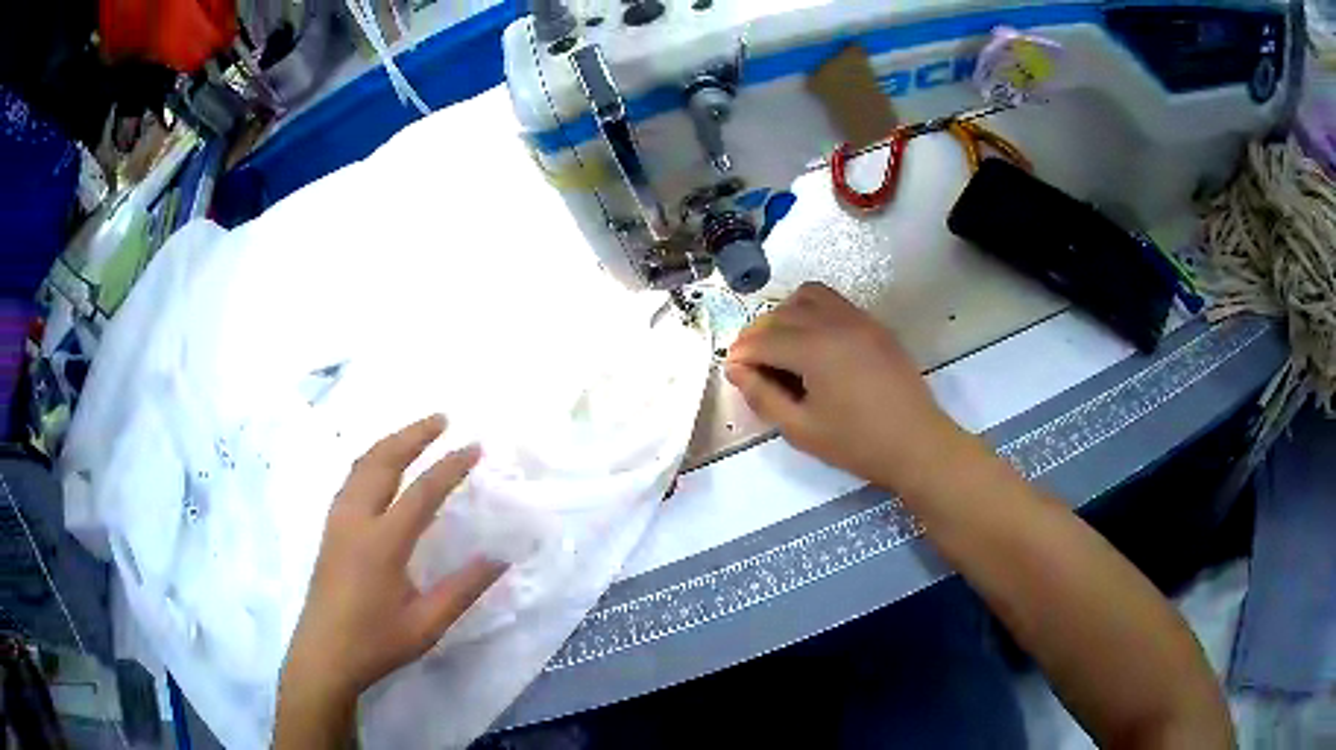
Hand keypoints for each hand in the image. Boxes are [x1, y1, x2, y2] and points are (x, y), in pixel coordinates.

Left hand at [280, 415, 506, 704]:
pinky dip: (372, 460)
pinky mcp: (330, 529)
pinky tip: (382, 467)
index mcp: (382, 543)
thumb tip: (499, 558)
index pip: (421, 492)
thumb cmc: (376, 642)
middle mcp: (356, 521)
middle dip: (413, 435)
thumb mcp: (427, 624)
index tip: (474, 446)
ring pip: (362, 465)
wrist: (323, 655)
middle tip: (442, 419)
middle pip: (383, 461)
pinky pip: (351, 479)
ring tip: (415, 433)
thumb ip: (462, 589)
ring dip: (390, 443)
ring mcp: (338, 521)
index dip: (450, 467)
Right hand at [725, 282, 963, 493]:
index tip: (732, 371)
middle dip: (758, 334)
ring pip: (808, 296)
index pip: (763, 339)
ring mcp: (858, 319)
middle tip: (753, 365)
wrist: (917, 443)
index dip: (741, 354)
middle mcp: (835, 323)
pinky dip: (813, 312)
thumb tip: (736, 369)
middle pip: (782, 313)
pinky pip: (834, 302)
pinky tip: (813, 343)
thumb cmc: (858, 444)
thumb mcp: (801, 430)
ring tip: (782, 347)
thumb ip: (763, 396)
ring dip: (786, 314)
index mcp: (816, 350)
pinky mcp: (874, 325)